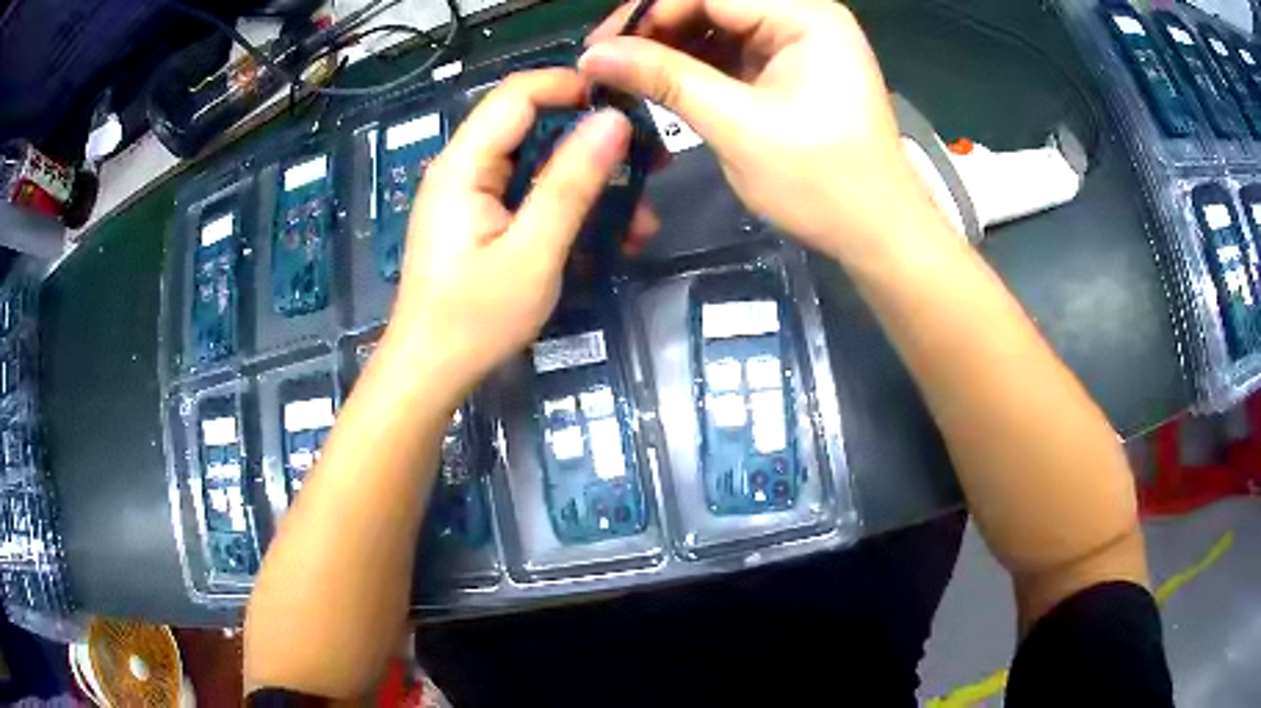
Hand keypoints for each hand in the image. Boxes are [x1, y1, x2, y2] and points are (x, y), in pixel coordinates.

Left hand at [383, 69, 654, 392]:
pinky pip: (530, 194)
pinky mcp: (481, 219)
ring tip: (640, 215)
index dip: (571, 87)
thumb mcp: (533, 252)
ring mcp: (471, 194)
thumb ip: (571, 183)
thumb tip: (614, 121)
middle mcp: (463, 168)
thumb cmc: (475, 320)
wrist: (431, 373)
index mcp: (464, 165)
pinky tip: (608, 236)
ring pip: (538, 163)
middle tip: (649, 163)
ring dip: (589, 181)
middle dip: (592, 140)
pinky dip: (568, 206)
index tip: (628, 108)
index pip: (518, 94)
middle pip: (532, 125)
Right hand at [581, 0, 943, 260]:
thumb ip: (666, 79)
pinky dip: (696, 66)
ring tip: (627, 77)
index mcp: (805, 16)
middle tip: (607, 65)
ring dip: (671, 49)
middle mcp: (803, 16)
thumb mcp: (738, 126)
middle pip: (711, 4)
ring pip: (717, 27)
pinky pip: (732, 52)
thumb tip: (595, 54)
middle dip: (657, 30)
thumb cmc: (822, 183)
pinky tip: (663, 83)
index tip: (599, 48)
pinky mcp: (791, 68)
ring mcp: (799, 42)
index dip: (648, 13)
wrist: (879, 234)